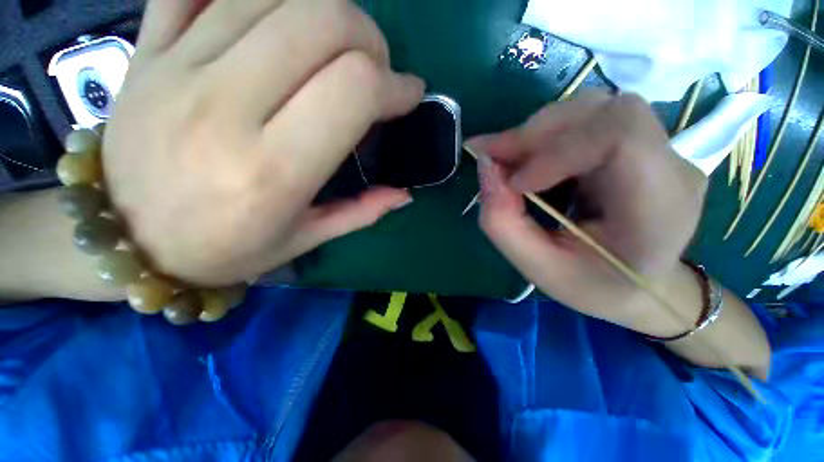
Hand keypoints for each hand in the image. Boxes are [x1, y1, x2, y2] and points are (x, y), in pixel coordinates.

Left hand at [104, 0, 423, 285]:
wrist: (125, 239)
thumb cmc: (223, 250)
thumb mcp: (303, 240)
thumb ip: (361, 212)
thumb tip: (405, 193)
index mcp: (272, 171)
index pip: (354, 91)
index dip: (396, 86)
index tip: (410, 95)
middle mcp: (225, 106)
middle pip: (322, 20)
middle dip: (369, 37)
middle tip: (375, 68)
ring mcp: (177, 66)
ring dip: (326, 9)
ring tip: (336, 45)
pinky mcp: (146, 49)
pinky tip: (276, 17)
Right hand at [468, 92, 707, 326]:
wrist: (642, 286)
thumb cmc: (594, 286)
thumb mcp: (539, 268)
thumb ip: (503, 223)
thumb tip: (484, 166)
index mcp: (659, 211)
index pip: (620, 137)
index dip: (555, 148)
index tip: (514, 181)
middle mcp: (671, 167)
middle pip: (604, 112)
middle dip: (536, 133)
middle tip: (494, 158)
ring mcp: (661, 150)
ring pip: (594, 109)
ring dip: (539, 132)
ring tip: (509, 160)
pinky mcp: (641, 144)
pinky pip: (589, 121)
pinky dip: (548, 135)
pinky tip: (530, 161)